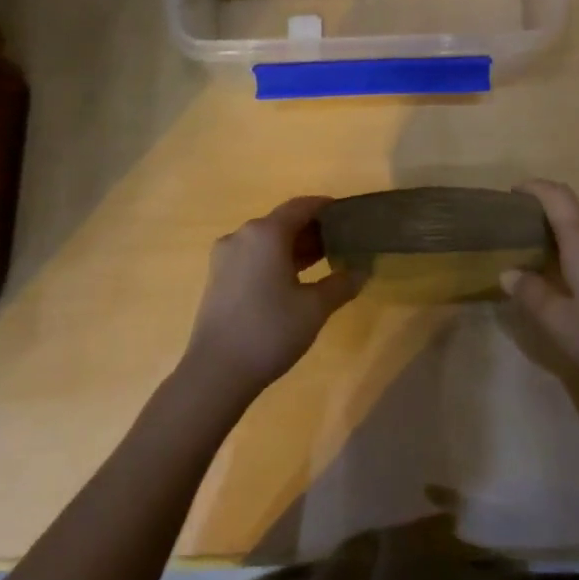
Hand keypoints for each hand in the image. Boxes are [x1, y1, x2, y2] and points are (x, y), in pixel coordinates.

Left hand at [181, 196, 364, 400]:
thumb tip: (362, 271)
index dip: (325, 207)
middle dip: (312, 230)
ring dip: (293, 247)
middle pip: (282, 222)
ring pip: (266, 240)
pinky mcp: (217, 277)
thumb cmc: (270, 331)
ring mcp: (225, 256)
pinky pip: (252, 256)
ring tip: (322, 262)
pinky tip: (292, 280)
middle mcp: (242, 235)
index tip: (347, 215)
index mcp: (266, 233)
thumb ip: (341, 284)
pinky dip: (274, 259)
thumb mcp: (315, 308)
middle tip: (341, 242)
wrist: (216, 373)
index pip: (301, 206)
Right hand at [502, 180, 578, 394]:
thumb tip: (508, 273)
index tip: (511, 194)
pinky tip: (566, 282)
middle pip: (570, 213)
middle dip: (541, 219)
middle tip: (513, 241)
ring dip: (559, 240)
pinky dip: (576, 254)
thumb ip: (531, 293)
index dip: (533, 187)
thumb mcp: (559, 322)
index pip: (557, 195)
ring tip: (535, 263)